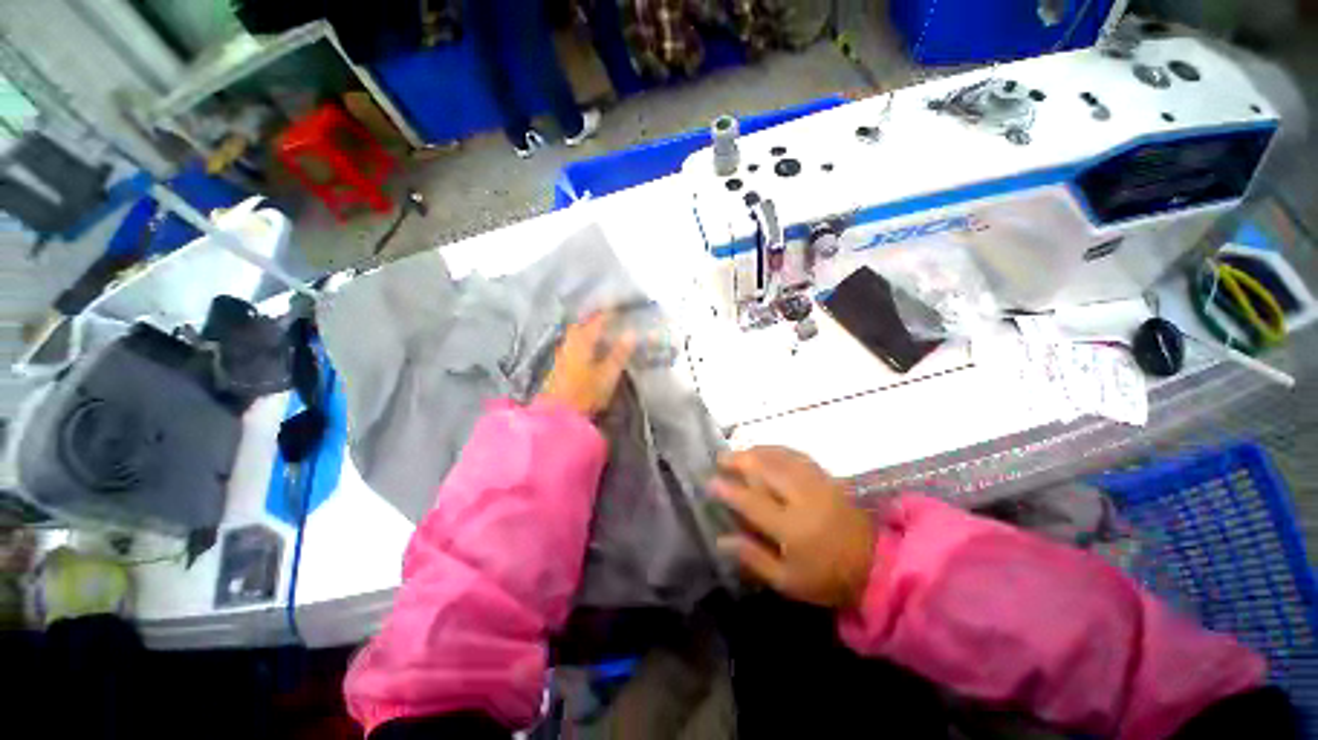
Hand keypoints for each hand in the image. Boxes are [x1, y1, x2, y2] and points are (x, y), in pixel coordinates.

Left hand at [539, 313, 635, 417]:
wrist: (558, 415)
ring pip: (575, 335)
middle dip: (594, 318)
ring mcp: (562, 355)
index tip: (618, 305)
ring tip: (600, 330)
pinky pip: (572, 345)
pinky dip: (582, 341)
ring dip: (586, 329)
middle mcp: (569, 344)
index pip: (596, 321)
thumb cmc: (585, 393)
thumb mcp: (608, 374)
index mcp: (582, 342)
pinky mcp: (559, 366)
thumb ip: (619, 353)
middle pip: (581, 325)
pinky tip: (588, 348)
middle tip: (607, 316)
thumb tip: (631, 333)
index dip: (608, 312)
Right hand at [712, 447, 874, 609]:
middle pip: (766, 470)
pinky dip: (778, 450)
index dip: (729, 490)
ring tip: (739, 451)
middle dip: (740, 460)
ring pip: (781, 458)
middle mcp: (802, 498)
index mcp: (791, 528)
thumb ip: (754, 558)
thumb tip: (722, 540)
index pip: (752, 502)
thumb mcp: (787, 580)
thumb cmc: (827, 577)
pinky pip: (798, 456)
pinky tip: (767, 450)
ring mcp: (817, 484)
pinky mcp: (827, 477)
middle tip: (721, 458)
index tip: (710, 482)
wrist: (876, 565)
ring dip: (756, 451)